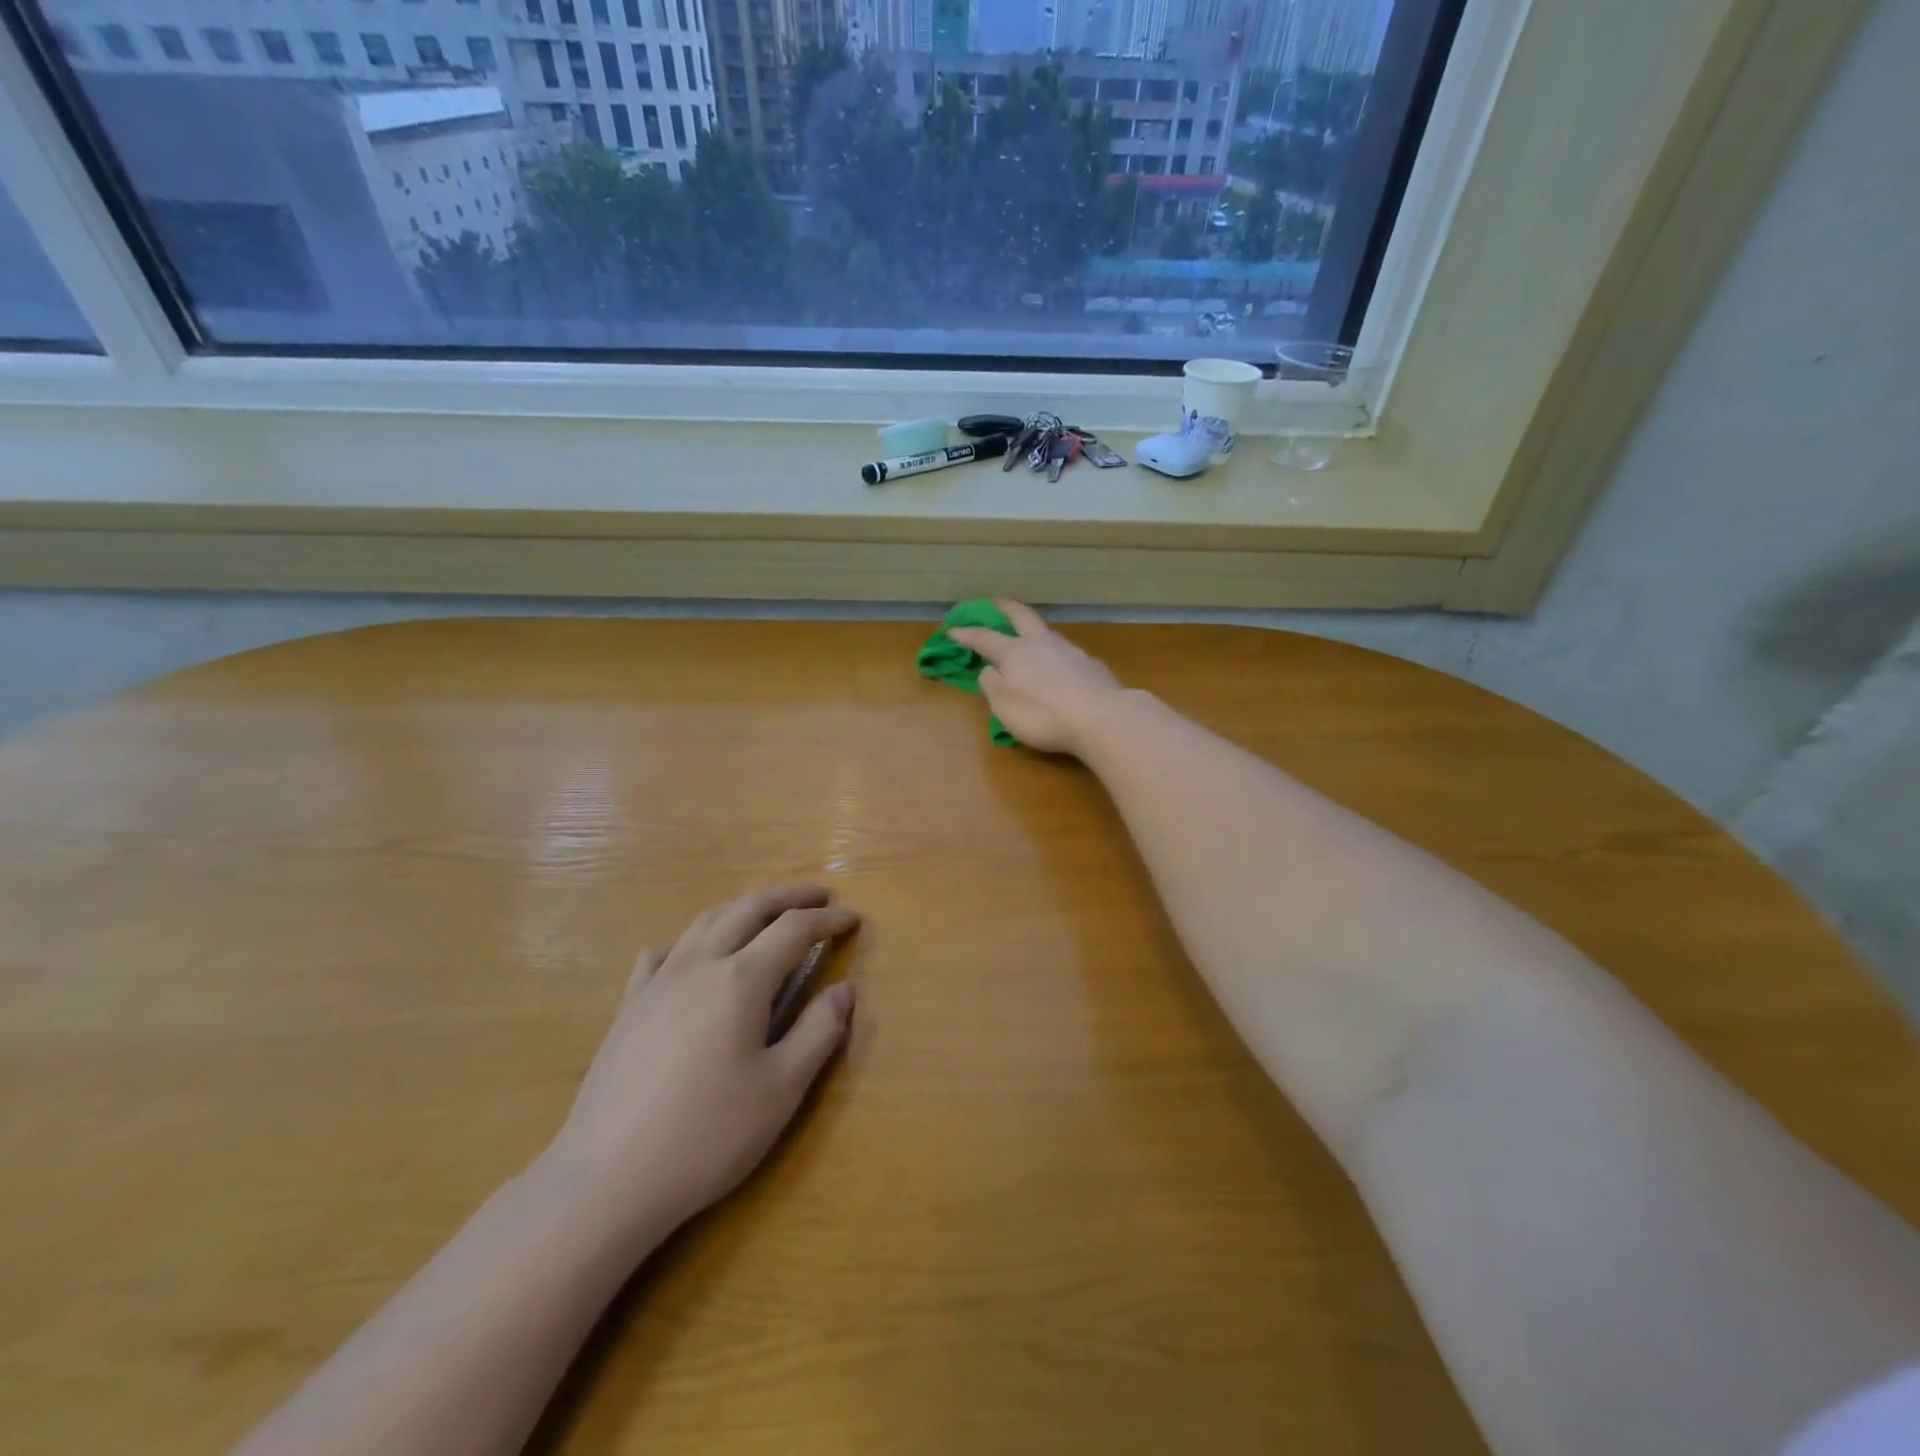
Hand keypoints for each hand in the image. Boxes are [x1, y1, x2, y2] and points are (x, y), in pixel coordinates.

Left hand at [540, 885, 858, 1246]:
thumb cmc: (708, 1135)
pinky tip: (692, 955)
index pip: (794, 930)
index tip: (852, 918)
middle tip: (819, 896)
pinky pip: (663, 953)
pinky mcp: (629, 1007)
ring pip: (705, 922)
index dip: (827, 920)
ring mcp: (658, 982)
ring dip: (743, 908)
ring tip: (765, 913)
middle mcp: (700, 964)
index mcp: (742, 979)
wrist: (607, 1179)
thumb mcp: (781, 1089)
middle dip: (788, 898)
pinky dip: (691, 940)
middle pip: (748, 909)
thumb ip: (820, 1031)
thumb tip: (845, 990)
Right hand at [948, 600, 1123, 757]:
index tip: (953, 630)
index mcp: (1014, 653)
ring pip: (1047, 633)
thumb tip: (990, 670)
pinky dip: (1056, 655)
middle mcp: (1041, 644)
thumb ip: (992, 685)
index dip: (967, 634)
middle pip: (1022, 617)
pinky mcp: (1092, 665)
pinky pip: (1067, 654)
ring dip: (1034, 631)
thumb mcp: (1004, 707)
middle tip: (996, 603)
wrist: (1101, 718)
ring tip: (1029, 637)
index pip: (985, 638)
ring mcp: (1070, 651)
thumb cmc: (1043, 715)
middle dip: (1006, 609)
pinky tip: (1059, 666)